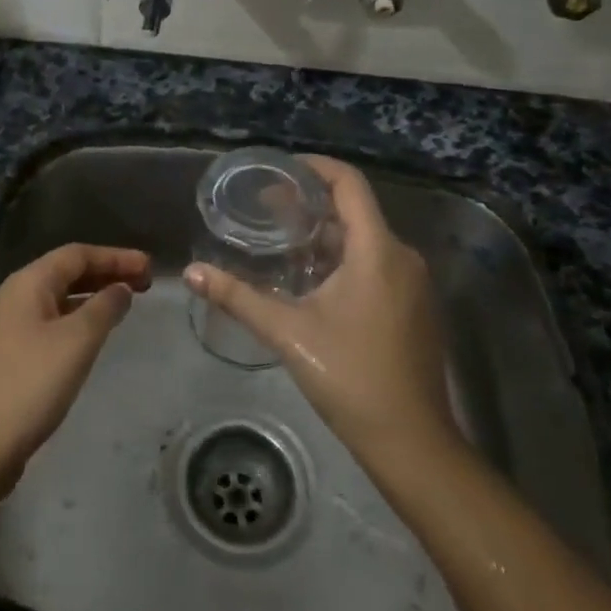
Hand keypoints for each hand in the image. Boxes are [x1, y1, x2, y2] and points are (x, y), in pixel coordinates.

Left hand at [0, 243, 150, 485]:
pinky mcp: (9, 355)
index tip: (150, 267)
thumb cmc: (30, 385)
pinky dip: (77, 319)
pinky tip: (93, 335)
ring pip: (59, 298)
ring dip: (93, 296)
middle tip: (145, 284)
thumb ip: (104, 308)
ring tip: (125, 304)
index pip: (77, 254)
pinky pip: (51, 322)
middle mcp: (14, 296)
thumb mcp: (76, 342)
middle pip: (67, 272)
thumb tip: (121, 288)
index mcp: (27, 283)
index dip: (116, 257)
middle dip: (106, 273)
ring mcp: (8, 326)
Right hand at [186, 157, 455, 464]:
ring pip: (367, 240)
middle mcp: (402, 257)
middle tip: (268, 211)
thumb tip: (193, 273)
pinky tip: (315, 282)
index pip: (349, 184)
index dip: (315, 168)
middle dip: (312, 206)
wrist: (412, 442)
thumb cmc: (350, 377)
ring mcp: (415, 284)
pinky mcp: (416, 307)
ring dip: (327, 236)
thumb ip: (238, 297)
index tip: (280, 171)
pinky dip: (346, 260)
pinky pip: (379, 264)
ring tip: (284, 243)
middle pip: (356, 212)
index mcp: (377, 250)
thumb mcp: (288, 332)